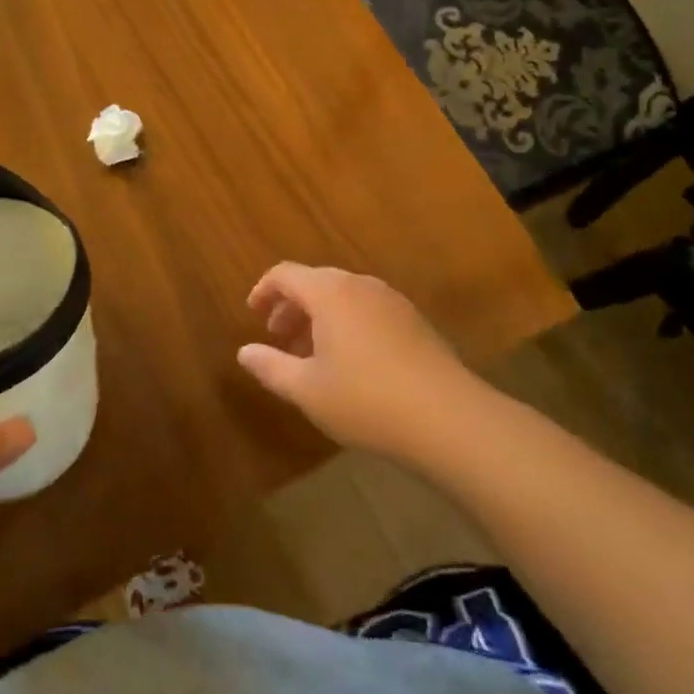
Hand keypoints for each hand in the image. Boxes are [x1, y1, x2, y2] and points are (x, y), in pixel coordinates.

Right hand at [239, 263, 477, 462]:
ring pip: (344, 297)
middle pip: (316, 282)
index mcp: (330, 292)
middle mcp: (361, 285)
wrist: (450, 419)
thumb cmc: (366, 400)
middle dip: (292, 306)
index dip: (264, 290)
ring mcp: (392, 301)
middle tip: (278, 337)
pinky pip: (368, 310)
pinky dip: (347, 325)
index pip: (286, 274)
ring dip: (320, 317)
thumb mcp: (307, 389)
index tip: (253, 314)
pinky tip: (350, 363)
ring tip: (311, 355)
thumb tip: (244, 352)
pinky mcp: (415, 322)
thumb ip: (271, 367)